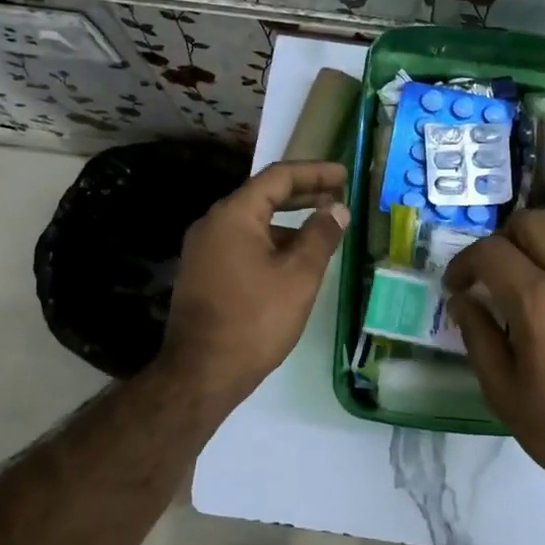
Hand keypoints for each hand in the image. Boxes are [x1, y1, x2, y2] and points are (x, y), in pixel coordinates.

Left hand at [161, 160, 348, 403]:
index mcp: (234, 215)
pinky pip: (242, 243)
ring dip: (288, 221)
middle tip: (338, 196)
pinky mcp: (203, 272)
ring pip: (252, 222)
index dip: (314, 172)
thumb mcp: (299, 277)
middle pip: (263, 196)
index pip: (278, 177)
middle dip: (303, 194)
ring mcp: (203, 249)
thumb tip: (338, 210)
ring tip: (322, 229)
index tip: (344, 174)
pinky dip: (271, 241)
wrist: (201, 372)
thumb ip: (321, 236)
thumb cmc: (255, 320)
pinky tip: (293, 259)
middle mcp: (213, 223)